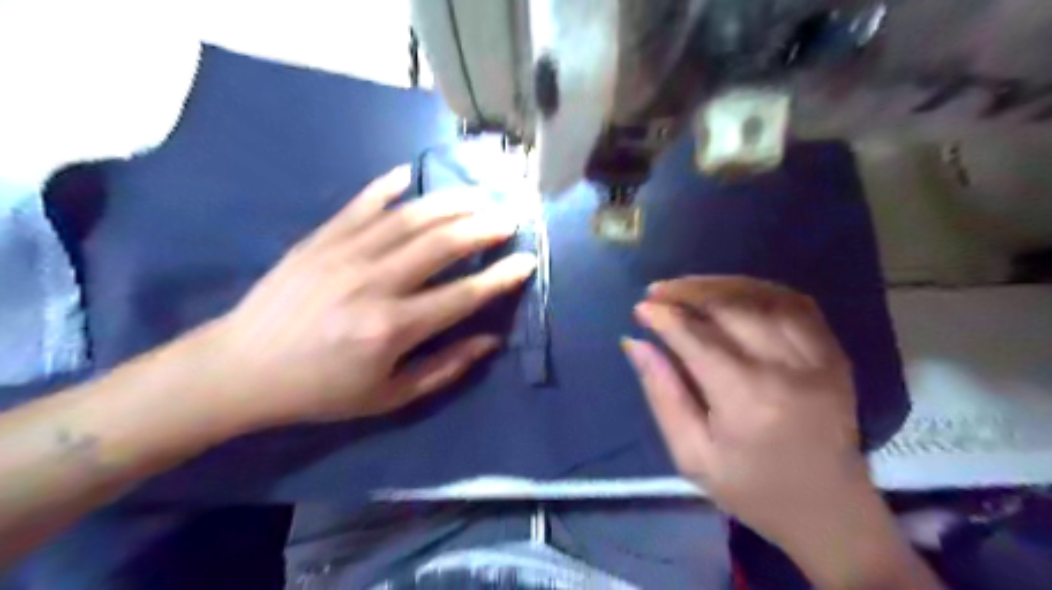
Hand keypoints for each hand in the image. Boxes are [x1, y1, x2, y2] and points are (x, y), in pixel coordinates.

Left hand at [202, 163, 536, 429]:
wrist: (241, 369)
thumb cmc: (321, 391)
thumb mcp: (388, 396)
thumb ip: (445, 368)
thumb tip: (490, 340)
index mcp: (392, 328)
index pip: (463, 295)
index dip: (501, 277)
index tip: (527, 261)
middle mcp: (374, 284)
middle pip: (442, 243)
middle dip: (483, 227)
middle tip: (508, 219)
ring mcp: (344, 254)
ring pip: (409, 217)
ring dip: (450, 202)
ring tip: (477, 196)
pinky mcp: (320, 238)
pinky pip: (361, 203)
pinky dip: (388, 186)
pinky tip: (410, 175)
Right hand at [623, 279, 871, 549]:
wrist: (830, 512)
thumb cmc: (752, 490)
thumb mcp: (692, 455)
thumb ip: (662, 394)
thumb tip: (635, 343)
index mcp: (748, 400)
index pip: (698, 340)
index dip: (666, 318)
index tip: (641, 308)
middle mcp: (788, 369)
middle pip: (732, 308)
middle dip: (688, 293)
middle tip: (657, 291)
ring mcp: (819, 358)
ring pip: (764, 297)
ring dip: (720, 285)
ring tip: (687, 287)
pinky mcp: (834, 354)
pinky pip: (795, 304)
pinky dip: (758, 290)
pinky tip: (731, 292)